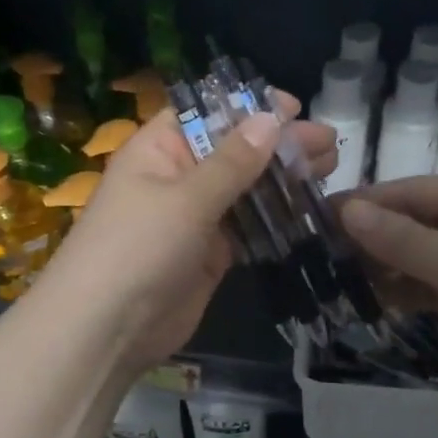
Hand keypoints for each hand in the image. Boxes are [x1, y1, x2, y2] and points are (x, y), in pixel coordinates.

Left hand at [28, 93, 336, 371]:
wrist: (107, 331)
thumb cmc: (138, 248)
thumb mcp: (186, 198)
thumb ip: (233, 161)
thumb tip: (271, 118)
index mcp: (158, 151)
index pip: (205, 115)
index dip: (247, 107)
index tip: (293, 106)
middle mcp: (177, 178)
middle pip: (233, 151)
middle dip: (278, 144)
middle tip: (328, 143)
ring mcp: (195, 218)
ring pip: (245, 189)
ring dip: (284, 180)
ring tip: (329, 168)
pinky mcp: (210, 254)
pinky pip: (248, 227)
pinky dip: (276, 218)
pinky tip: (310, 208)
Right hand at [339, 176, 437, 401]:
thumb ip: (401, 238)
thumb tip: (346, 210)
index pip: (415, 191)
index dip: (368, 202)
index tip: (320, 215)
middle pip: (417, 222)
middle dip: (374, 236)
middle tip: (320, 251)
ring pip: (422, 256)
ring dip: (385, 265)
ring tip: (336, 275)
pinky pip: (433, 286)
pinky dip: (406, 291)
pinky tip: (372, 298)